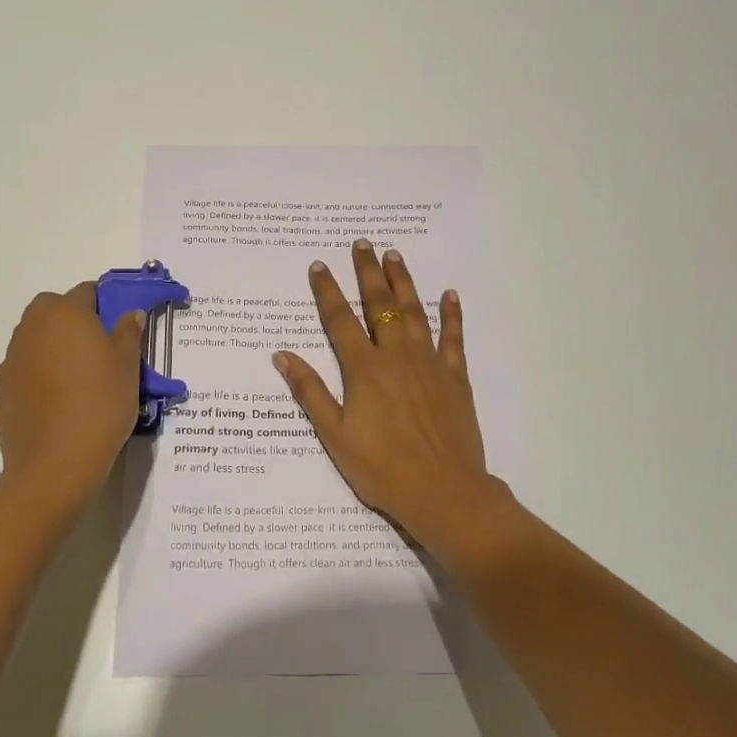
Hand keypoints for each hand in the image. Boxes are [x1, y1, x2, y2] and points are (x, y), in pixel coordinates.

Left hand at [0, 282, 144, 500]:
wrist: (56, 463)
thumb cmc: (100, 404)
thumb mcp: (128, 366)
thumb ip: (128, 333)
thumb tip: (130, 313)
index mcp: (65, 313)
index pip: (87, 291)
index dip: (105, 306)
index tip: (119, 329)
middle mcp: (31, 328)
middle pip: (53, 311)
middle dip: (73, 322)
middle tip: (98, 352)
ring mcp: (11, 361)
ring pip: (36, 341)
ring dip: (54, 350)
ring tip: (79, 382)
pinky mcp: (2, 392)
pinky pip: (26, 374)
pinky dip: (39, 380)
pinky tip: (58, 406)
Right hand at [272, 240, 496, 548]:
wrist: (444, 492)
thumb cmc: (381, 468)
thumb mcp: (335, 435)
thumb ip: (310, 392)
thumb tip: (282, 355)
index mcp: (364, 370)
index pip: (340, 320)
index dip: (327, 291)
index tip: (319, 265)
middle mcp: (396, 356)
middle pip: (380, 305)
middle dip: (369, 272)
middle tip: (363, 243)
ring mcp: (429, 364)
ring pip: (414, 312)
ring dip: (404, 282)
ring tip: (395, 256)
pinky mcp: (455, 377)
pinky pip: (453, 338)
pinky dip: (451, 315)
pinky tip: (449, 294)